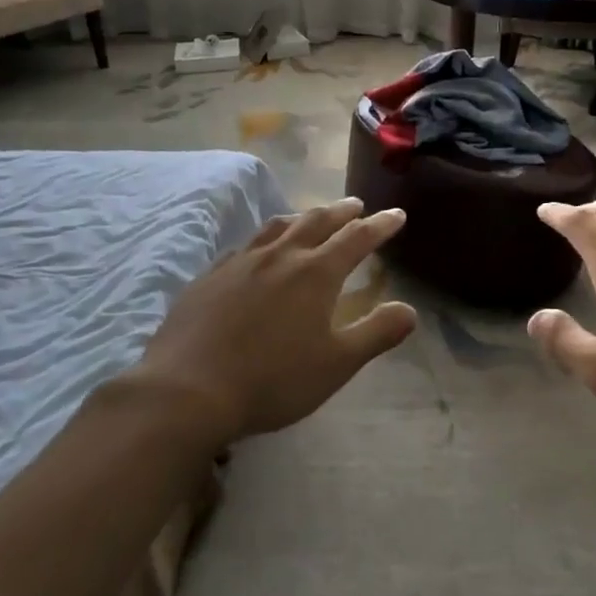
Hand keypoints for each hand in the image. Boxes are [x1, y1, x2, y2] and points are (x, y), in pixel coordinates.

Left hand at [127, 199, 417, 444]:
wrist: (186, 390)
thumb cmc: (272, 379)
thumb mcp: (337, 364)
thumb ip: (376, 334)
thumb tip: (409, 310)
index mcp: (316, 273)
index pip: (357, 238)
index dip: (380, 225)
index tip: (396, 215)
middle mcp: (280, 256)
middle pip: (317, 222)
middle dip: (341, 212)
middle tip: (356, 205)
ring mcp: (240, 263)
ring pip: (277, 227)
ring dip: (302, 218)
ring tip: (311, 218)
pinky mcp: (209, 277)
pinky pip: (244, 247)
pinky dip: (263, 240)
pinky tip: (257, 252)